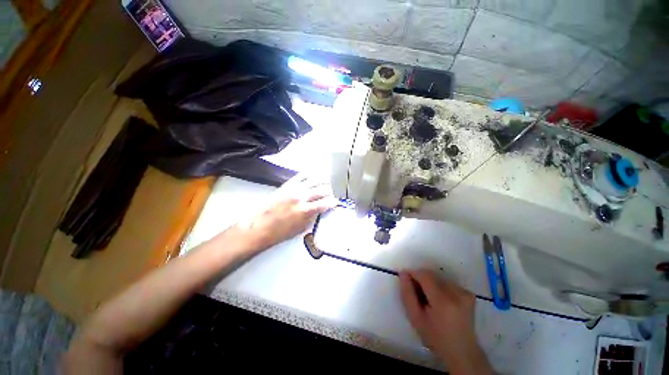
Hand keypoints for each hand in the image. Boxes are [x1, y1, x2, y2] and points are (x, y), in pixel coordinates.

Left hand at [238, 173, 337, 249]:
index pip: (326, 202)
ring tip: (324, 186)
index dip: (334, 202)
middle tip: (329, 196)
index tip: (335, 203)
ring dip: (323, 183)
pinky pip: (302, 175)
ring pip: (315, 179)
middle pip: (323, 189)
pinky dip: (311, 175)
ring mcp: (294, 189)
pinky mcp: (287, 184)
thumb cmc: (280, 231)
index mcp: (305, 210)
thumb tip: (322, 209)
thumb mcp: (302, 228)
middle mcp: (301, 197)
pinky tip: (314, 178)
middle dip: (330, 193)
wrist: (260, 226)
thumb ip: (314, 216)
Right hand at [399, 270, 492, 374]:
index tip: (407, 281)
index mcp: (443, 301)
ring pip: (438, 278)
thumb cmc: (435, 337)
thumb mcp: (415, 318)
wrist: (462, 352)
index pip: (424, 275)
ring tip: (429, 300)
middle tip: (418, 295)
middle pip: (432, 275)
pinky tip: (440, 301)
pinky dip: (440, 288)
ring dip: (430, 284)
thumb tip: (404, 273)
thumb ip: (407, 294)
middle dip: (421, 280)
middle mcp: (456, 293)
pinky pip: (447, 283)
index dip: (413, 274)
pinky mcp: (468, 294)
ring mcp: (464, 292)